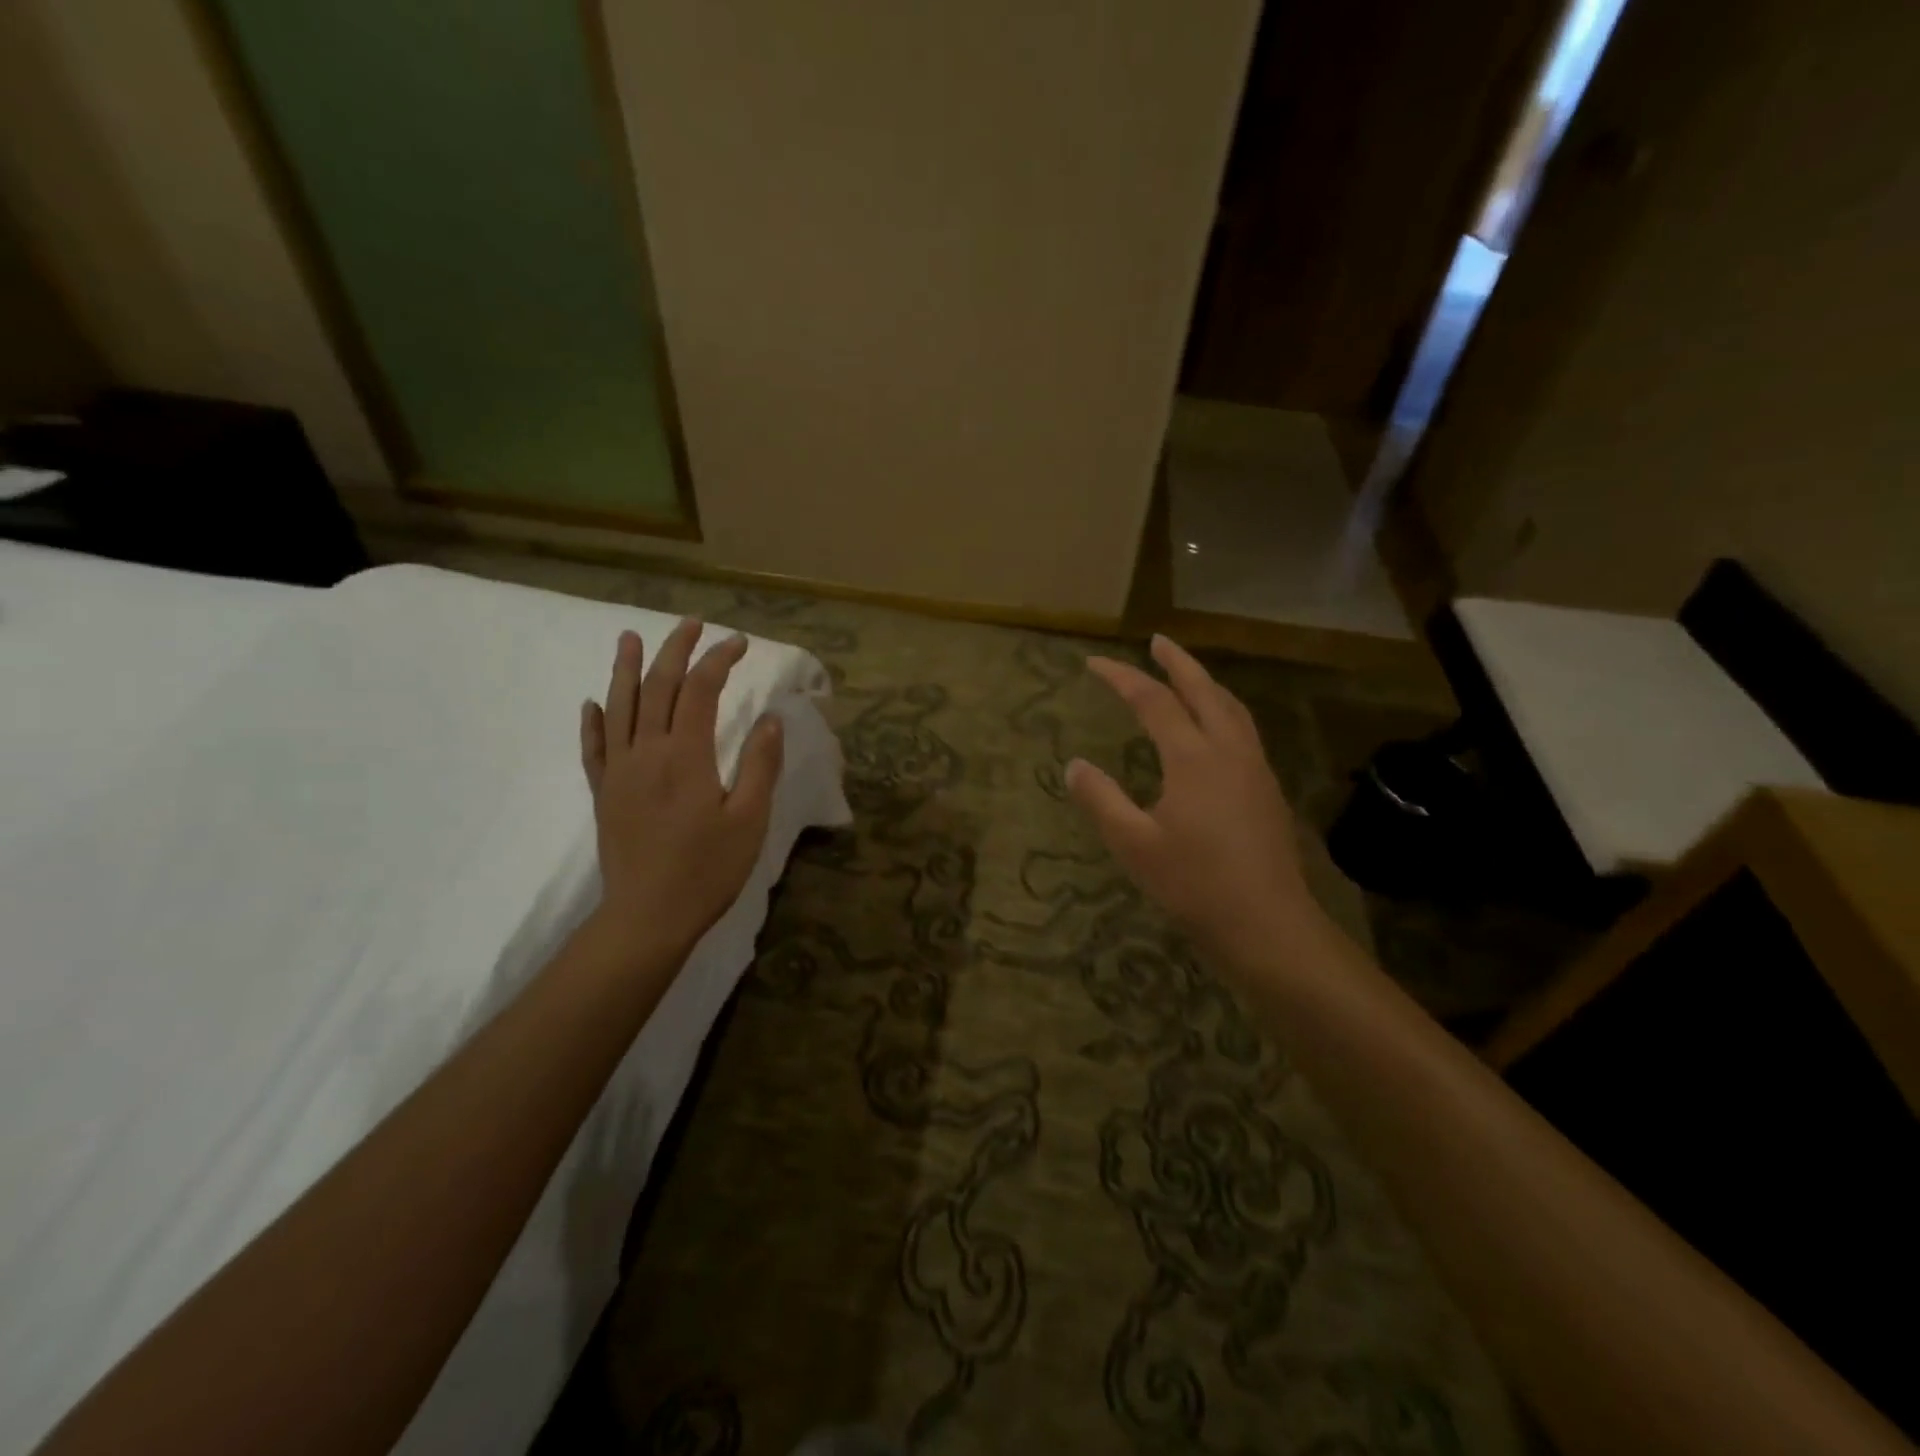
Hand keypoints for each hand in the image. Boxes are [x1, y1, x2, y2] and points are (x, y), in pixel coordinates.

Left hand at [579, 618, 783, 960]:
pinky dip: (592, 721)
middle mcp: (646, 751)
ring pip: (618, 707)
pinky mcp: (604, 793)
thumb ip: (760, 764)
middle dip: (675, 650)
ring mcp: (618, 771)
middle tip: (692, 623)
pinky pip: (593, 747)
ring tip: (629, 638)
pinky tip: (591, 703)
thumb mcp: (750, 818)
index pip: (700, 689)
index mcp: (685, 755)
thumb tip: (770, 718)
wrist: (648, 916)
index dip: (719, 659)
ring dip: (625, 669)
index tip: (740, 643)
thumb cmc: (707, 869)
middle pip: (657, 686)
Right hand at [1067, 635, 1321, 969]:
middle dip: (1178, 662)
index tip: (1094, 663)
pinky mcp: (1267, 790)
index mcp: (1193, 758)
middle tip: (1156, 641)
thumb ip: (1101, 800)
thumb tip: (1074, 765)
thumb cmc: (1195, 885)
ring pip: (1231, 708)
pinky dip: (1223, 710)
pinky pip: (1243, 730)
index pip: (1153, 701)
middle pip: (1204, 690)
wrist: (1268, 925)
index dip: (1122, 677)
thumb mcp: (1134, 845)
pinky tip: (1214, 729)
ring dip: (1206, 683)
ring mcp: (1255, 769)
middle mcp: (1229, 751)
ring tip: (1186, 674)